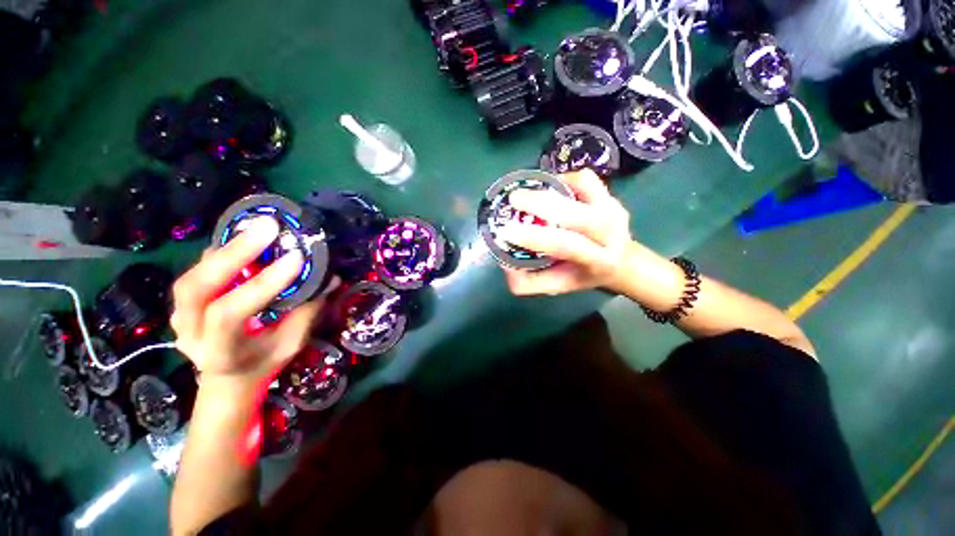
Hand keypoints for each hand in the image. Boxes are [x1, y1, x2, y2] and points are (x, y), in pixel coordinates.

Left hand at [170, 217, 324, 394]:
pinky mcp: (184, 300)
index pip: (229, 314)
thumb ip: (306, 311)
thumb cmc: (264, 362)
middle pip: (196, 287)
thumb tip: (330, 278)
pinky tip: (245, 236)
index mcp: (218, 351)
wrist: (229, 376)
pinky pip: (198, 269)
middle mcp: (189, 332)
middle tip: (268, 227)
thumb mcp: (291, 344)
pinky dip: (223, 251)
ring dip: (227, 248)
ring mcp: (180, 314)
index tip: (297, 258)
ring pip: (193, 274)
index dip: (261, 284)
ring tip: (258, 227)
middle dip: (234, 253)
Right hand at [500, 169, 635, 295]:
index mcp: (597, 262)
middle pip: (577, 215)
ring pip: (584, 191)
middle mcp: (611, 235)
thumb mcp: (554, 286)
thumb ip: (527, 282)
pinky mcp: (611, 196)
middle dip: (541, 204)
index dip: (534, 238)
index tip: (507, 231)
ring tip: (528, 193)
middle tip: (514, 199)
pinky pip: (587, 180)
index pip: (566, 246)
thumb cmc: (582, 275)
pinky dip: (565, 178)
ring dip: (552, 188)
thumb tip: (503, 263)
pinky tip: (549, 186)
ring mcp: (614, 211)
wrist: (621, 262)